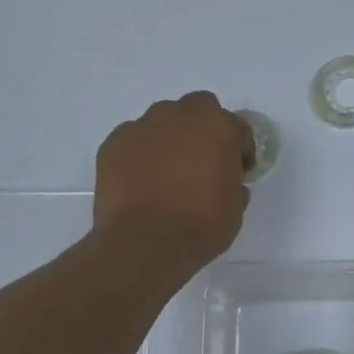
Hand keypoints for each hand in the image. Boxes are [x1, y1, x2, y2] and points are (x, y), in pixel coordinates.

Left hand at [92, 92, 254, 273]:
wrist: (143, 243)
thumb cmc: (200, 226)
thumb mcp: (234, 210)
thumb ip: (234, 186)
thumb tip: (227, 183)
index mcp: (218, 127)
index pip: (237, 128)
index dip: (240, 150)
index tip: (238, 173)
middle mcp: (180, 115)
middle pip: (197, 110)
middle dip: (202, 130)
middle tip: (202, 163)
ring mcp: (143, 126)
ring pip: (162, 122)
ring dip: (169, 140)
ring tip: (166, 173)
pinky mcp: (113, 143)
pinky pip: (133, 141)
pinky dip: (139, 155)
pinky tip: (140, 182)